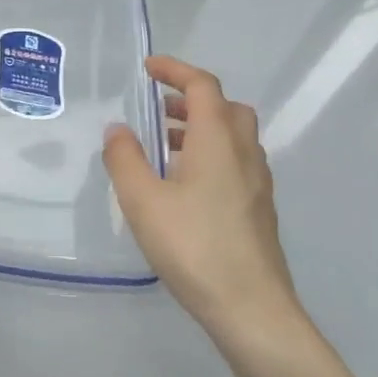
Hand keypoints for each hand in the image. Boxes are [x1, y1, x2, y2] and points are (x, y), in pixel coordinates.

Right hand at [102, 56, 306, 357]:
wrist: (251, 309)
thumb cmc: (193, 246)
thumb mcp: (143, 201)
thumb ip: (125, 159)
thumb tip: (118, 129)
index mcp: (218, 140)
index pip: (202, 86)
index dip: (175, 70)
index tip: (148, 68)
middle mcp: (244, 153)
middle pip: (225, 107)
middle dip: (191, 99)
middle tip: (159, 110)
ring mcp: (257, 183)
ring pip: (233, 137)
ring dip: (201, 129)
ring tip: (163, 148)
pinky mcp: (259, 209)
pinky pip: (236, 163)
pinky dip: (211, 155)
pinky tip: (184, 187)